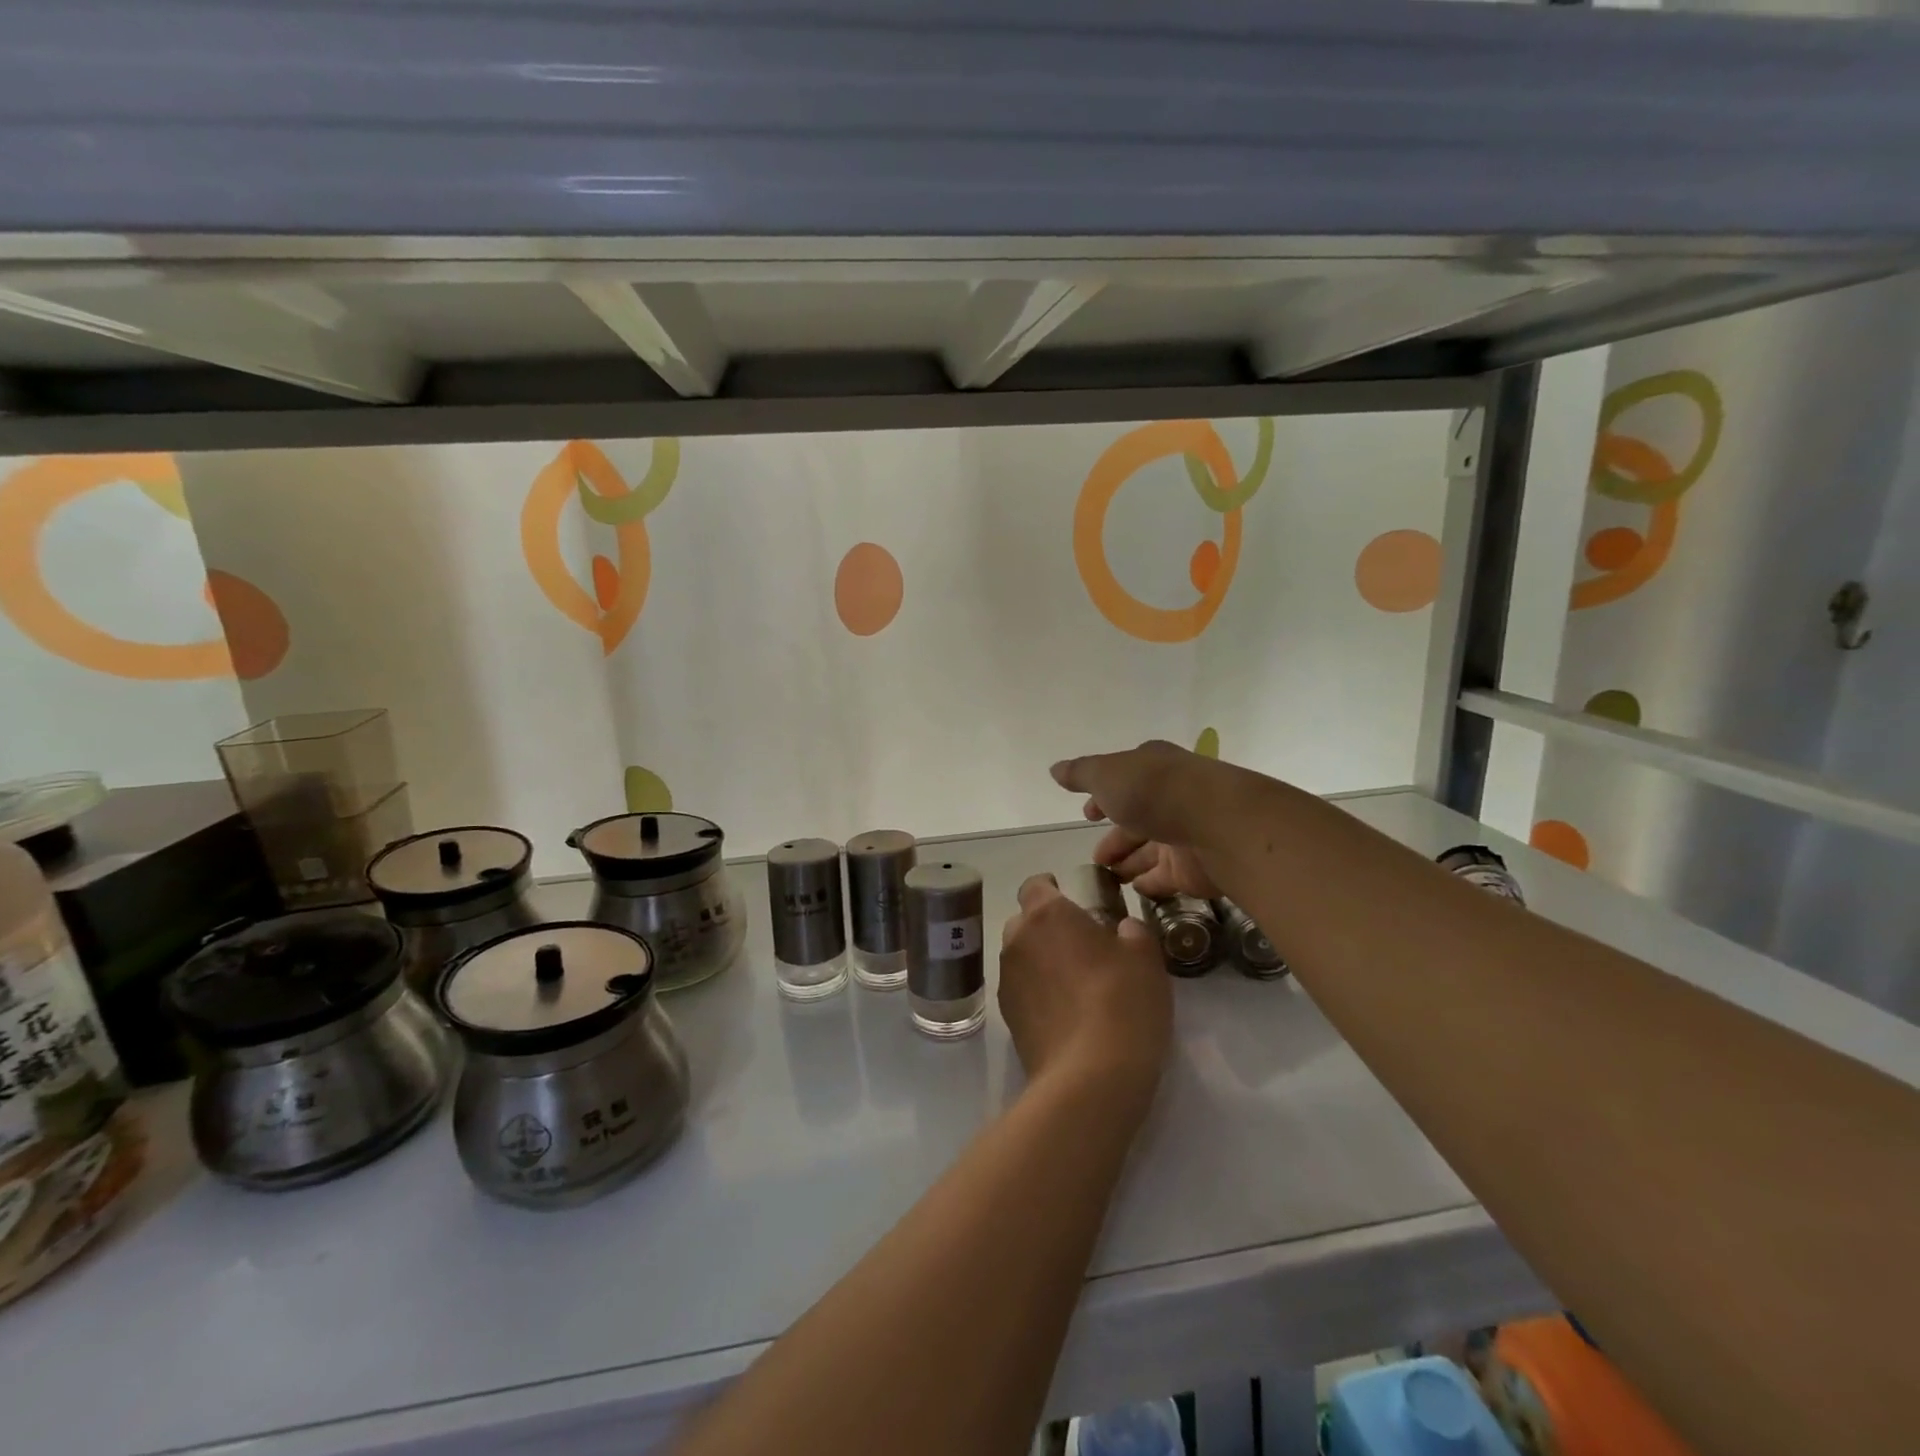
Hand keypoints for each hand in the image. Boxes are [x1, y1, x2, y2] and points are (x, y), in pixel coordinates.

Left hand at [998, 874, 1171, 1113]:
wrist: (1090, 1076)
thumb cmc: (1122, 1002)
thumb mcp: (1145, 958)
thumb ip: (1132, 932)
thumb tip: (1122, 929)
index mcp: (1047, 915)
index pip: (1035, 885)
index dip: (1051, 887)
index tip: (1071, 898)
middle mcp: (1017, 940)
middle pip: (1024, 921)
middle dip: (1046, 927)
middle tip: (1080, 945)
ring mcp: (1007, 981)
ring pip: (1021, 957)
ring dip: (1040, 961)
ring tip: (1074, 983)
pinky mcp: (1007, 1018)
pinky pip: (1021, 991)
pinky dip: (1037, 993)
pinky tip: (1065, 1013)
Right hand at [1051, 741, 1228, 898]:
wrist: (1218, 824)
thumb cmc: (1155, 790)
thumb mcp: (1107, 774)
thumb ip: (1080, 774)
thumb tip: (1055, 769)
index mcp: (1152, 768)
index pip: (1123, 781)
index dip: (1103, 797)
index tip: (1087, 815)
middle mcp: (1171, 798)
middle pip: (1137, 819)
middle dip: (1115, 836)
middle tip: (1095, 859)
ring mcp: (1185, 834)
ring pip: (1151, 850)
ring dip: (1129, 862)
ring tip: (1107, 879)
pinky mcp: (1195, 868)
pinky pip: (1166, 877)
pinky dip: (1150, 883)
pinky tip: (1134, 891)